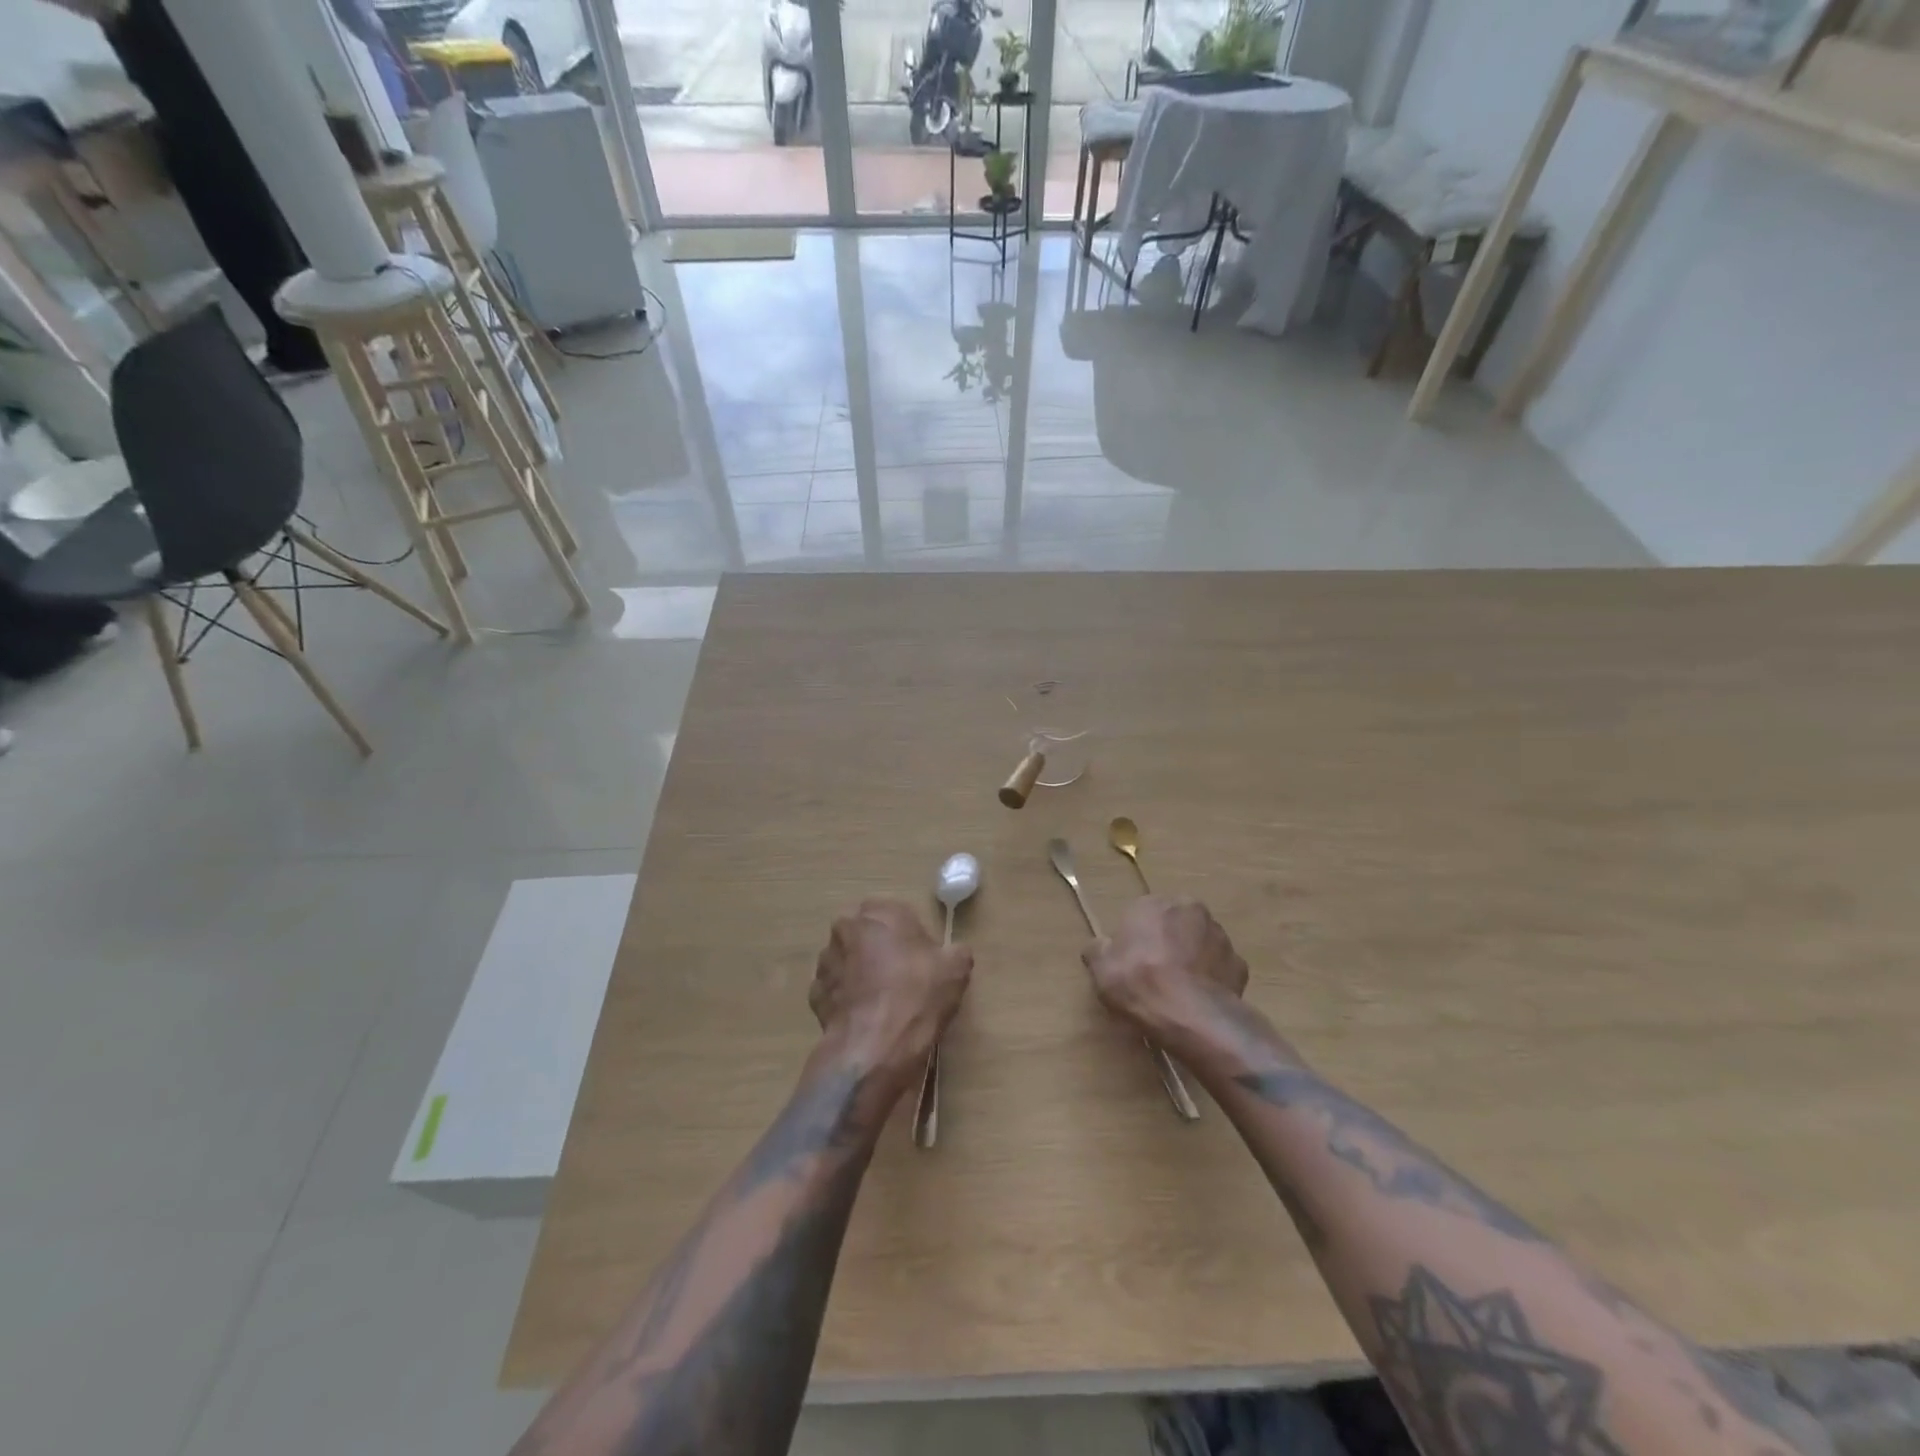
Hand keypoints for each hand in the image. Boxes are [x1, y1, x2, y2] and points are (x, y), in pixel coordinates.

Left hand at [810, 899, 971, 1086]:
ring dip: (861, 972)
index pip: (896, 913)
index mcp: (879, 911)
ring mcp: (826, 961)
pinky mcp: (814, 993)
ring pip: (848, 960)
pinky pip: (836, 989)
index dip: (911, 936)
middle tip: (903, 978)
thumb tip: (953, 953)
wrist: (875, 1047)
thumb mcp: (956, 969)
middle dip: (881, 950)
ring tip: (883, 1002)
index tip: (923, 960)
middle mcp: (846, 928)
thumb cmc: (917, 995)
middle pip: (869, 934)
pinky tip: (866, 1017)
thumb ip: (955, 951)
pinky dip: (848, 998)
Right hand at [1082, 896, 1247, 1043]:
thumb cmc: (1139, 983)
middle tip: (1154, 973)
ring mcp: (1219, 935)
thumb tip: (1098, 946)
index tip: (1130, 962)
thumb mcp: (1100, 969)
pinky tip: (1199, 999)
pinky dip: (1211, 978)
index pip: (1140, 914)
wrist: (1191, 1015)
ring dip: (1191, 957)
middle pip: (1173, 923)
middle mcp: (1189, 909)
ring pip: (1200, 942)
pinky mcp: (1239, 963)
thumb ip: (1097, 951)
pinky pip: (1219, 967)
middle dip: (1167, 941)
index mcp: (1153, 903)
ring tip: (1179, 989)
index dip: (1135, 939)